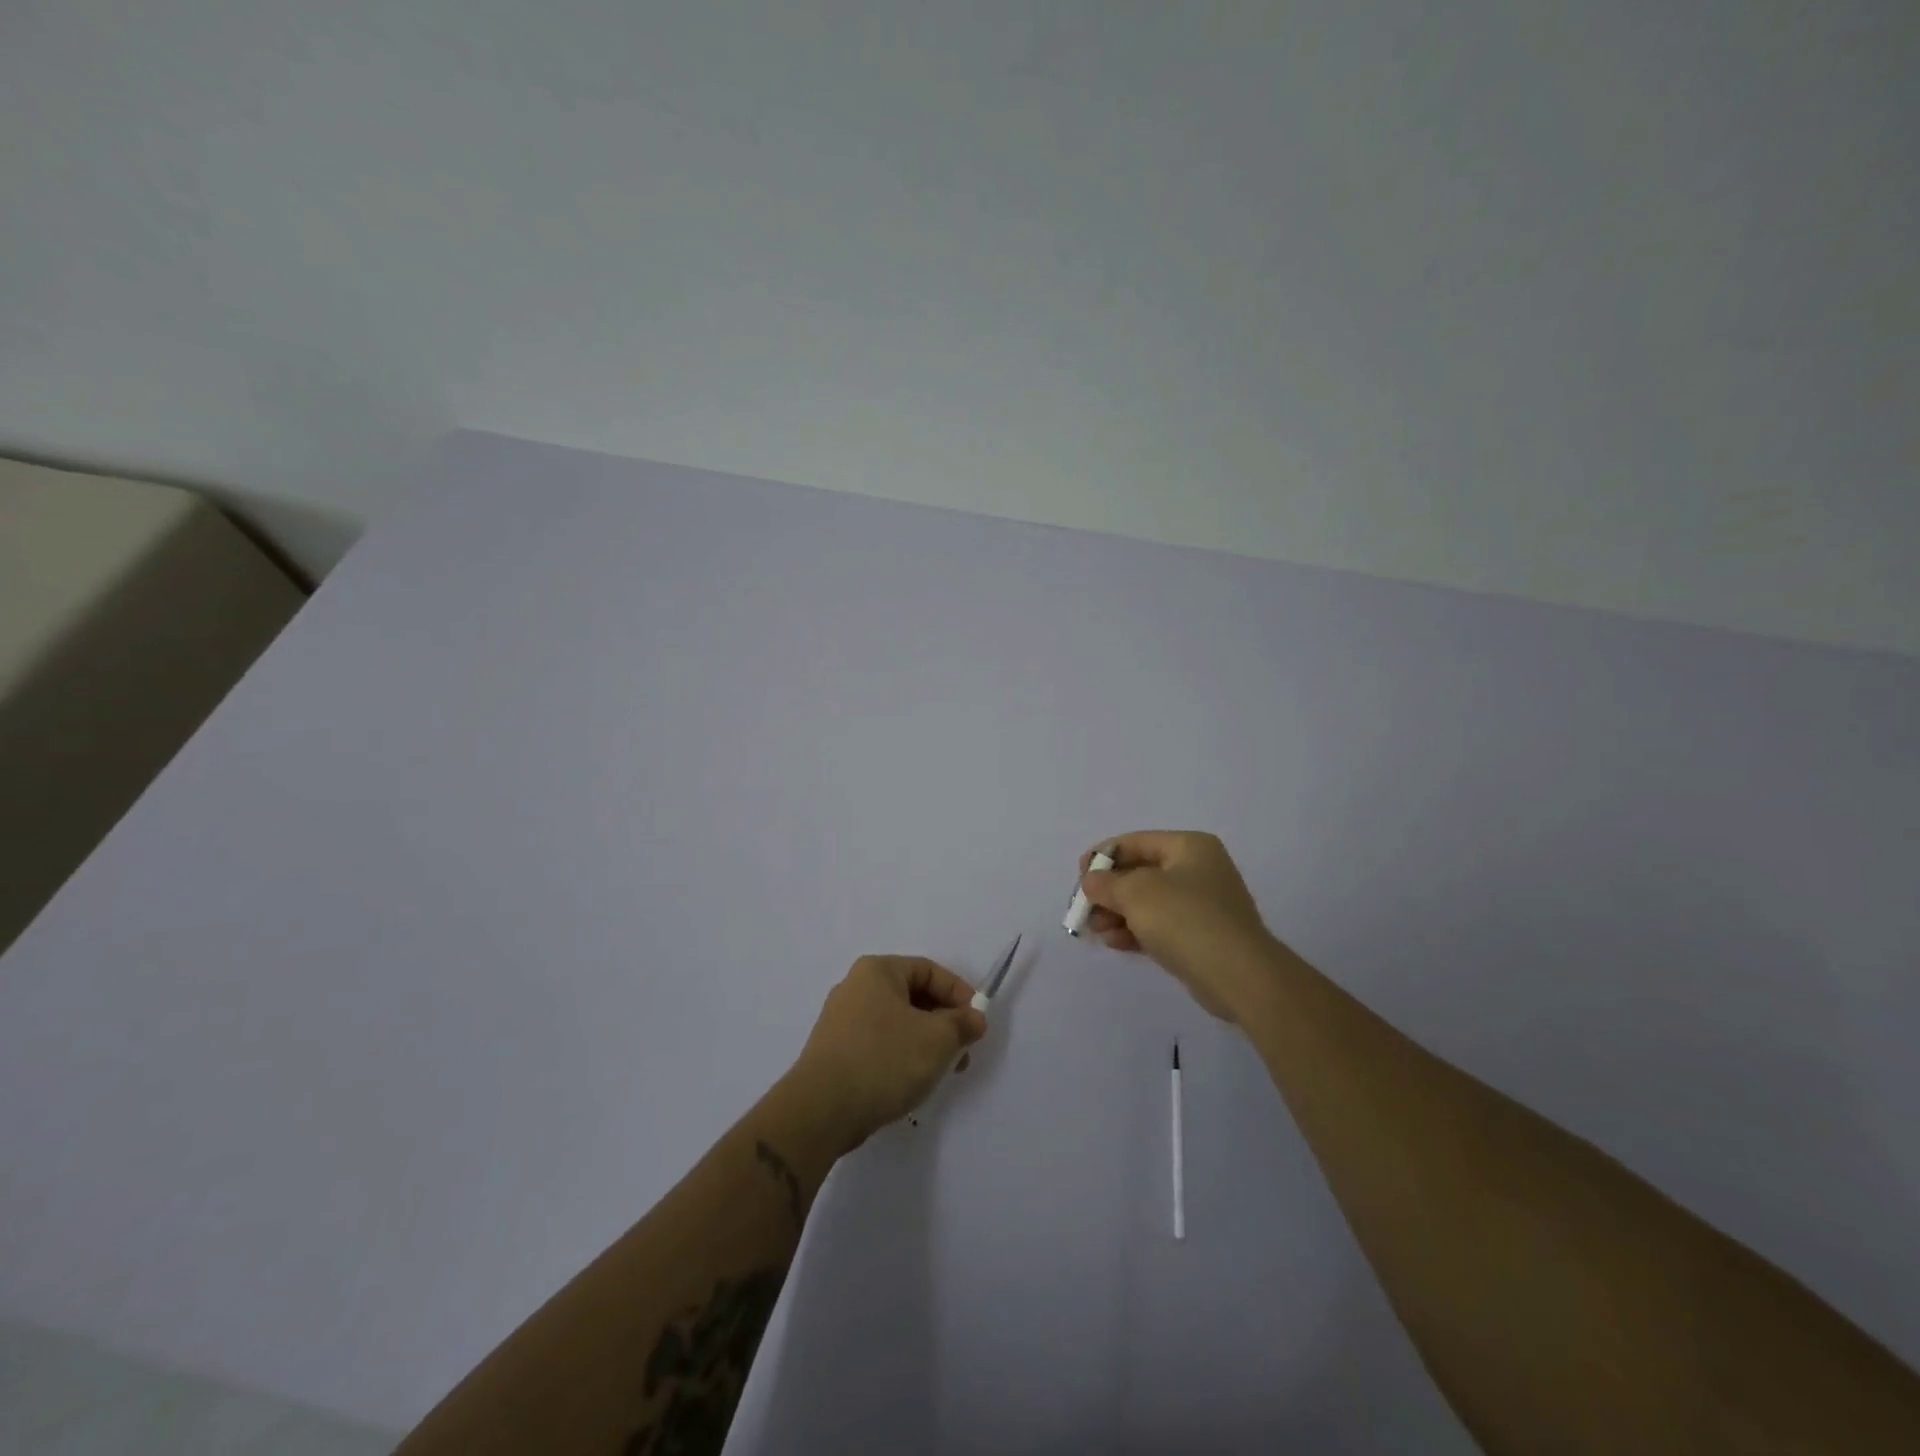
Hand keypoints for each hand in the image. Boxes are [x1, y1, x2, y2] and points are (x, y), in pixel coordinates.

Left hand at [786, 955, 988, 1148]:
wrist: (821, 1110)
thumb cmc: (884, 1060)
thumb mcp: (937, 1039)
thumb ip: (962, 1024)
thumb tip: (974, 1018)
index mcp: (877, 971)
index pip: (929, 970)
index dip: (959, 993)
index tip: (977, 1022)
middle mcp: (855, 987)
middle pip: (912, 996)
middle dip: (943, 1022)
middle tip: (962, 1051)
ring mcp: (841, 1020)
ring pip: (897, 1023)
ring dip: (924, 1042)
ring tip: (940, 1072)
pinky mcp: (834, 1052)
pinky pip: (878, 1044)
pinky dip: (900, 1056)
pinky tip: (910, 1082)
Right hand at [1080, 831, 1276, 1021]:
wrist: (1239, 976)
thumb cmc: (1185, 919)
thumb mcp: (1137, 893)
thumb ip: (1107, 883)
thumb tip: (1092, 881)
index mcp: (1189, 846)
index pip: (1136, 842)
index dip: (1103, 856)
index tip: (1080, 876)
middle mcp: (1199, 869)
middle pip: (1141, 872)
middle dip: (1109, 891)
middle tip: (1085, 909)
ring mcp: (1203, 904)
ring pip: (1149, 902)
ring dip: (1119, 913)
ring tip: (1096, 931)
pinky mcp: (1202, 936)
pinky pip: (1160, 925)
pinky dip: (1136, 930)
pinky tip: (1115, 943)